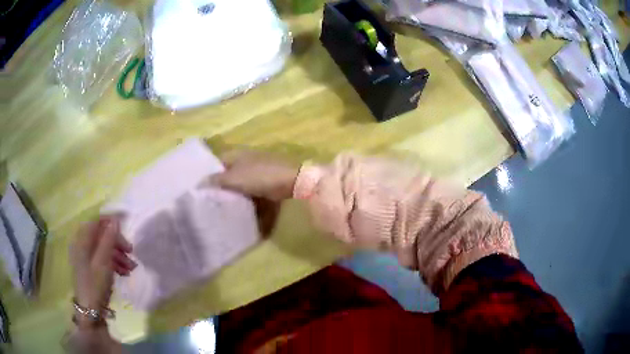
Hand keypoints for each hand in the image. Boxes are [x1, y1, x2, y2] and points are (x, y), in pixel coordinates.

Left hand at [70, 215, 135, 310]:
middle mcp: (83, 245)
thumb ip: (108, 239)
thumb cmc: (95, 284)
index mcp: (82, 240)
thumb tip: (115, 219)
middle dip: (117, 242)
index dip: (111, 220)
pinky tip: (125, 273)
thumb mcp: (103, 262)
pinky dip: (114, 263)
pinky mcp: (91, 268)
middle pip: (101, 235)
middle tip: (131, 251)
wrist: (90, 310)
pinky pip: (103, 259)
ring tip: (132, 267)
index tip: (126, 223)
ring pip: (104, 248)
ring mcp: (86, 258)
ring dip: (118, 255)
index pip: (96, 221)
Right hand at [203, 150, 299, 201]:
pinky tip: (242, 210)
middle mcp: (246, 161)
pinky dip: (248, 200)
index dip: (208, 173)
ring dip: (234, 194)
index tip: (200, 187)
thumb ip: (217, 180)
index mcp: (237, 155)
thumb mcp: (234, 178)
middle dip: (221, 186)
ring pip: (241, 184)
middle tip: (210, 200)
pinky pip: (253, 192)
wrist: (291, 179)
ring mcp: (258, 171)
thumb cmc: (260, 176)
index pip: (217, 162)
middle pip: (229, 174)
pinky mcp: (267, 183)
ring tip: (223, 208)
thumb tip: (199, 182)